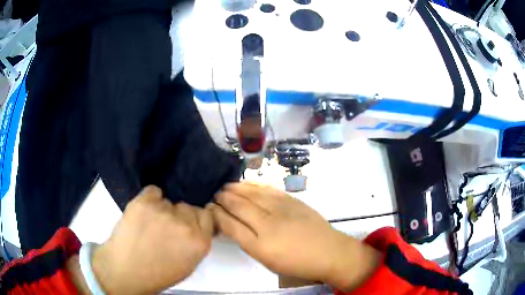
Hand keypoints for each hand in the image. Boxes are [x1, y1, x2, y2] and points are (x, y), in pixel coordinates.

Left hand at [91, 186, 212, 293]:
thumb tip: (196, 225)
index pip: (207, 215)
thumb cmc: (158, 273)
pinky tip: (143, 213)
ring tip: (150, 224)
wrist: (126, 271)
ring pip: (169, 201)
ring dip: (162, 210)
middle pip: (188, 207)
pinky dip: (150, 198)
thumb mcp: (189, 264)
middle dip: (180, 215)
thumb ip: (197, 242)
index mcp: (199, 242)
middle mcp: (185, 225)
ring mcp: (163, 212)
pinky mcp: (144, 203)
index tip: (188, 223)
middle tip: (166, 228)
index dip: (196, 219)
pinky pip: (153, 191)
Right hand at [211, 183, 380, 290]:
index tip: (209, 208)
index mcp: (259, 245)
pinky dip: (254, 185)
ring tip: (225, 186)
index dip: (217, 214)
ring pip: (251, 194)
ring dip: (235, 188)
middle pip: (238, 206)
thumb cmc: (297, 263)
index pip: (230, 225)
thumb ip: (248, 242)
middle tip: (215, 194)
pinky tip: (246, 184)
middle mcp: (267, 224)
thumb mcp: (268, 261)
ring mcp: (281, 209)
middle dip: (223, 198)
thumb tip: (233, 226)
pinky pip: (267, 189)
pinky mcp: (292, 200)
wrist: (328, 252)